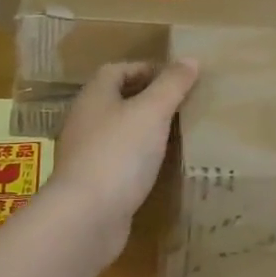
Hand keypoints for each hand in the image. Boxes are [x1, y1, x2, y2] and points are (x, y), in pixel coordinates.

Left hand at [43, 60, 198, 262]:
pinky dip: (138, 159)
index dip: (147, 69)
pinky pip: (119, 161)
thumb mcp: (152, 112)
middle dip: (148, 99)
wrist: (85, 217)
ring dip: (144, 130)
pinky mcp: (92, 184)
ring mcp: (85, 154)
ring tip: (177, 134)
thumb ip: (171, 85)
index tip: (177, 79)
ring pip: (118, 132)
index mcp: (94, 96)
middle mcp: (85, 120)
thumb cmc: (119, 153)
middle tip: (182, 105)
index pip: (118, 70)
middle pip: (117, 99)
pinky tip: (159, 168)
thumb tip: (190, 59)